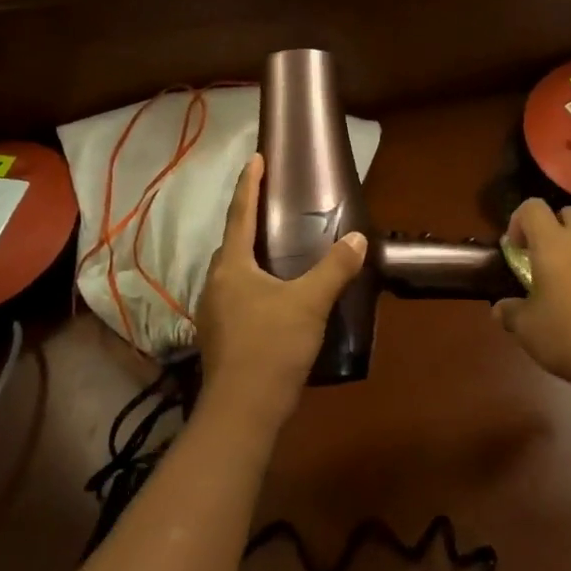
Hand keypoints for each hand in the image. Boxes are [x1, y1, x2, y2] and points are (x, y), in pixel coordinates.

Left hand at [195, 154, 366, 427]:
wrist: (242, 411)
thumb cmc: (272, 346)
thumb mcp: (310, 303)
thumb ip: (334, 269)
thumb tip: (358, 239)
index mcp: (233, 266)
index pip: (240, 214)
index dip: (249, 185)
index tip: (255, 159)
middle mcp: (216, 283)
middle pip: (232, 243)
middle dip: (248, 222)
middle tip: (270, 206)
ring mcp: (213, 313)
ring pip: (232, 273)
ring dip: (249, 257)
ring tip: (274, 251)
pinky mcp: (218, 337)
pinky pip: (235, 297)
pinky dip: (251, 285)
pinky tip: (270, 298)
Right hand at [493, 200, 570, 399]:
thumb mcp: (528, 330)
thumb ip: (511, 313)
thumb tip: (500, 308)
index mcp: (553, 243)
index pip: (533, 207)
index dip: (518, 222)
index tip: (514, 251)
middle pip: (565, 214)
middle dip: (549, 230)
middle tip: (538, 262)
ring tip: (561, 290)